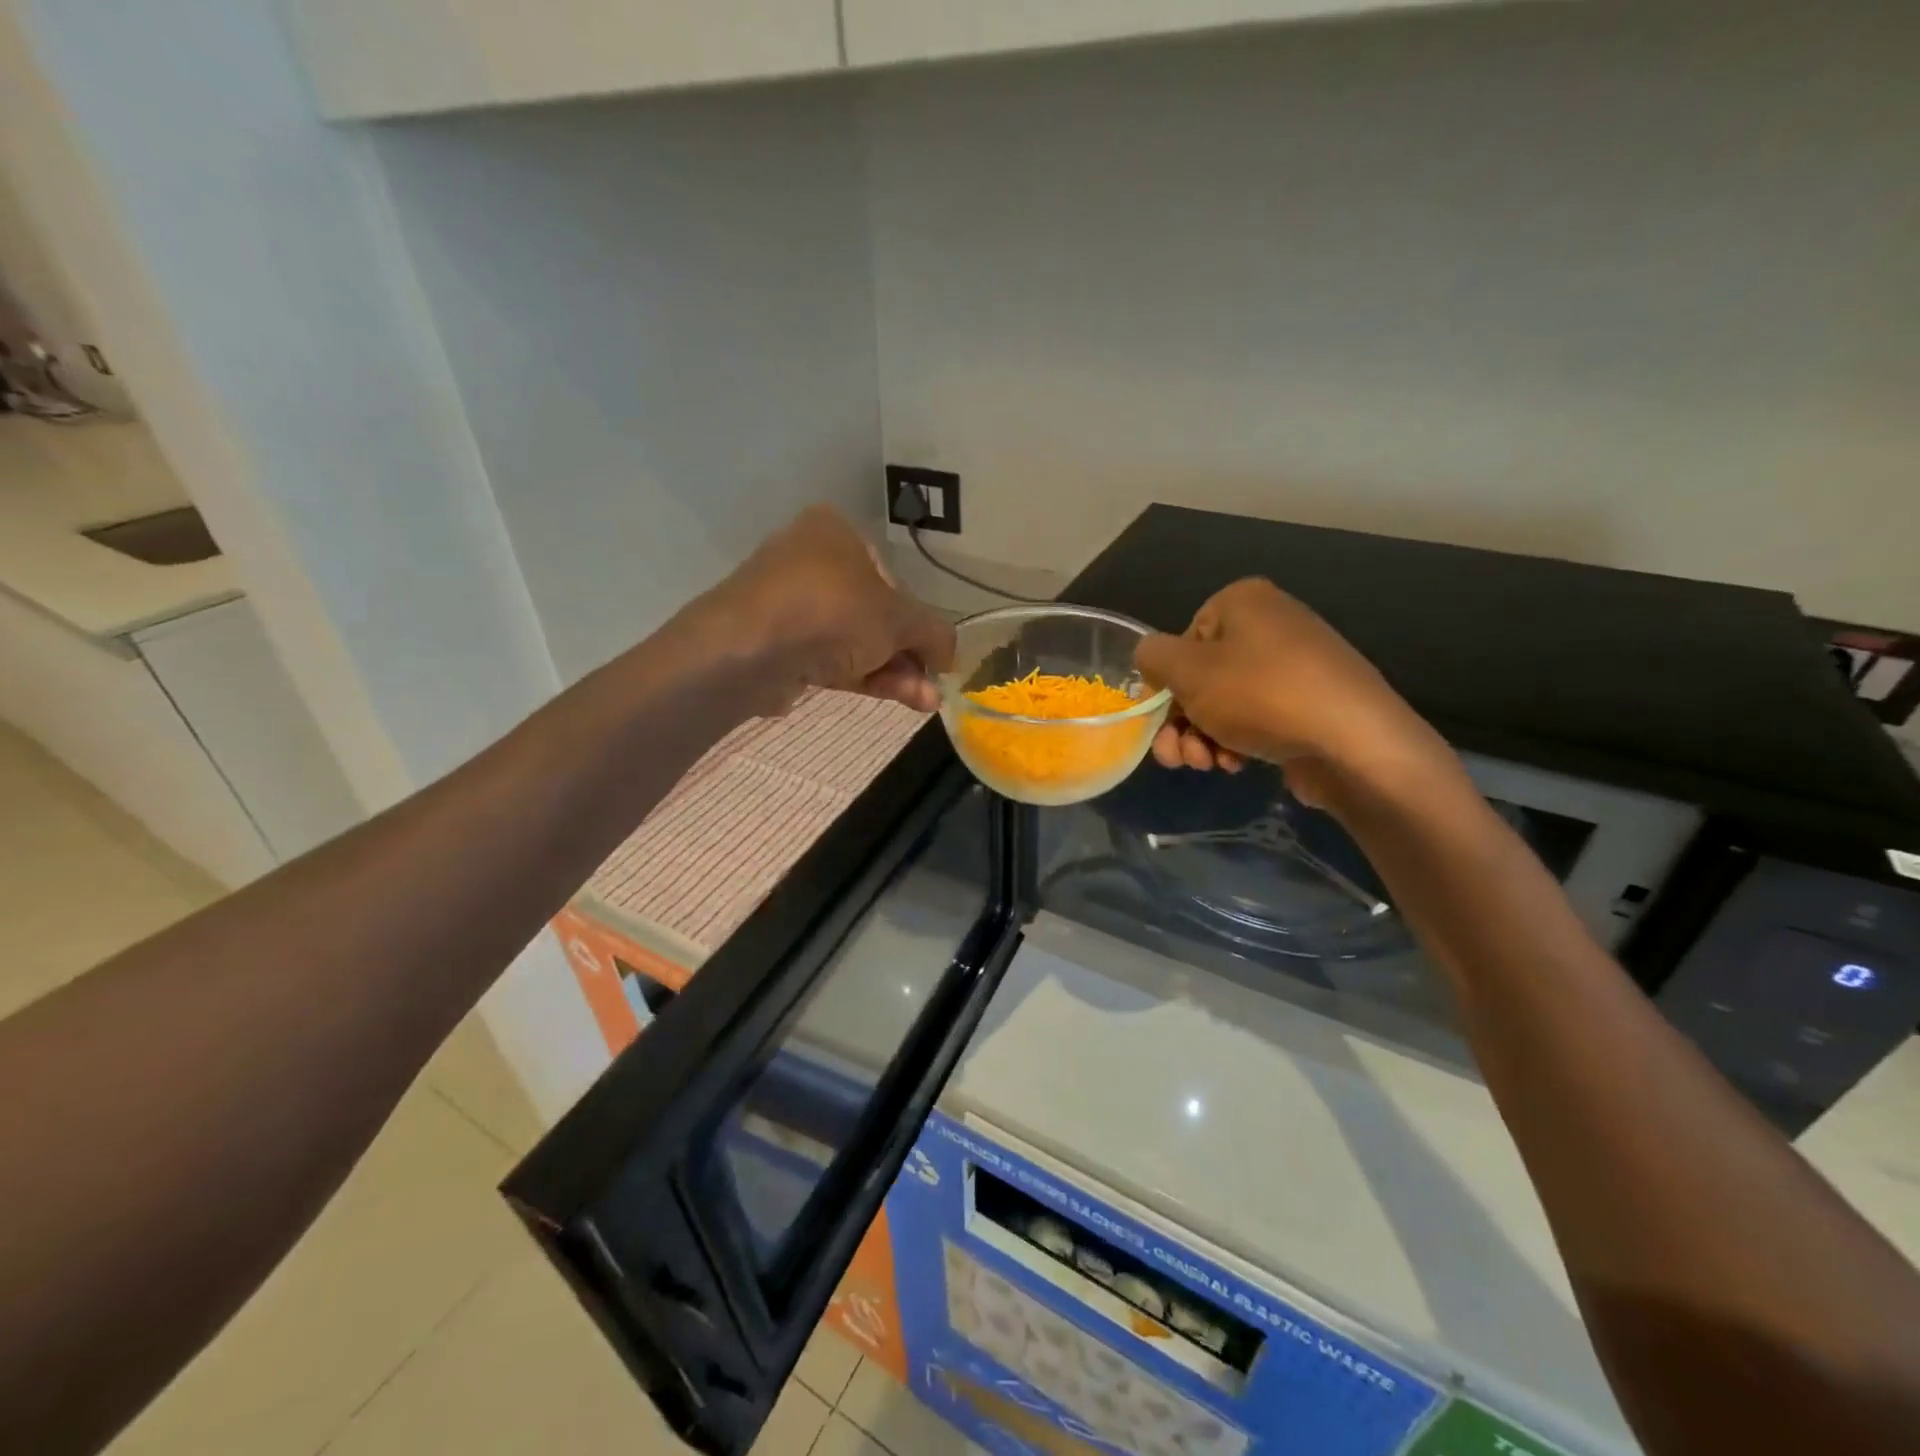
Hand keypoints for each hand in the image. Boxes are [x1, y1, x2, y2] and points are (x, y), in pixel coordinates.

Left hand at [697, 506, 954, 714]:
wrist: (748, 651)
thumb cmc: (832, 611)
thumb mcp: (899, 619)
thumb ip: (934, 632)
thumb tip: (951, 655)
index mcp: (835, 532)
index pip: (891, 576)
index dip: (918, 617)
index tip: (936, 652)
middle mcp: (809, 560)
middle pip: (874, 612)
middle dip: (908, 652)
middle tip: (934, 681)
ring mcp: (789, 605)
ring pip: (854, 639)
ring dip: (894, 670)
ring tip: (925, 701)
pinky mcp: (776, 645)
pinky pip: (830, 658)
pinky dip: (865, 676)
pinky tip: (901, 698)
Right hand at [1135, 578, 1440, 805]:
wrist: (1354, 742)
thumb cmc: (1261, 695)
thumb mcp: (1187, 671)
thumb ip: (1152, 657)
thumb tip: (1151, 660)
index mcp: (1242, 602)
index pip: (1180, 641)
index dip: (1166, 684)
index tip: (1161, 719)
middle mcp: (1270, 625)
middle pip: (1200, 677)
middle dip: (1181, 721)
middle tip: (1179, 756)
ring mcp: (1294, 665)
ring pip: (1224, 703)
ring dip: (1203, 737)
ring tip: (1209, 764)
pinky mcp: (1309, 703)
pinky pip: (1256, 718)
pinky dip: (1237, 741)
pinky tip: (1238, 764)